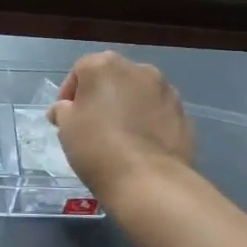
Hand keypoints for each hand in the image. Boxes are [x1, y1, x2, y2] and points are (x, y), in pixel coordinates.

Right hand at [48, 52, 192, 199]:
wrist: (149, 181)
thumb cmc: (98, 147)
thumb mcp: (65, 128)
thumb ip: (63, 110)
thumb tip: (67, 109)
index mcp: (105, 65)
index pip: (80, 70)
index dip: (70, 93)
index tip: (66, 117)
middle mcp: (139, 69)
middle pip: (113, 78)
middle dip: (102, 96)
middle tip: (92, 125)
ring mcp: (166, 91)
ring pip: (138, 94)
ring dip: (128, 107)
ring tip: (120, 137)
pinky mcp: (183, 114)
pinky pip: (157, 113)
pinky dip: (148, 122)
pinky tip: (141, 146)